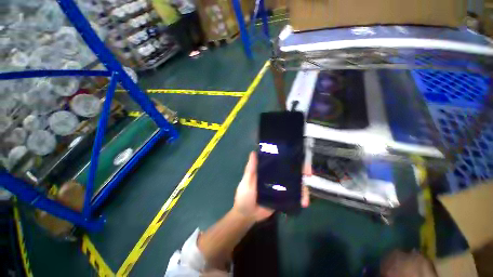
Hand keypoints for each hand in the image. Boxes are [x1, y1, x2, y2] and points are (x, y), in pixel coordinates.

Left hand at [232, 151, 310, 221]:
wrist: (247, 215)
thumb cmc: (244, 195)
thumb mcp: (247, 181)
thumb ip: (250, 169)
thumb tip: (253, 152)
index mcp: (267, 171)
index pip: (280, 162)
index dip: (289, 158)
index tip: (298, 158)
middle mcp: (275, 177)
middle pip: (291, 172)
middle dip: (301, 172)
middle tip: (308, 175)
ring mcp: (280, 188)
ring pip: (295, 185)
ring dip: (303, 189)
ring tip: (305, 198)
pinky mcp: (283, 199)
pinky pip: (294, 196)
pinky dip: (300, 198)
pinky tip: (304, 203)